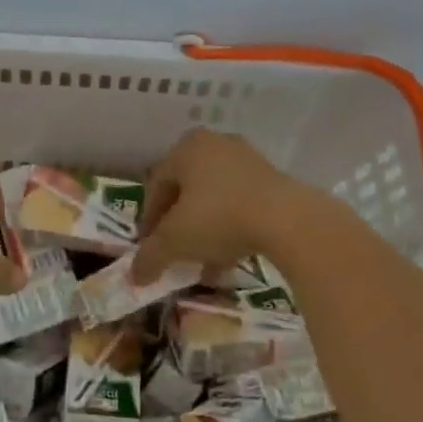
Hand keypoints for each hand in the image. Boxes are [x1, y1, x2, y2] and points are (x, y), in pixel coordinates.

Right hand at [132, 129, 321, 283]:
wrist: (288, 219)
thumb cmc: (219, 218)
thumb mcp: (175, 241)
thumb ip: (150, 257)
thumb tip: (134, 276)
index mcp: (186, 148)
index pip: (156, 185)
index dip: (148, 220)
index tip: (149, 248)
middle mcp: (214, 145)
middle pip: (186, 191)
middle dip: (178, 226)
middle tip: (174, 252)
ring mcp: (247, 159)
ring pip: (214, 199)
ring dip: (204, 231)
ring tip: (202, 264)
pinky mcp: (272, 178)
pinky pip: (240, 204)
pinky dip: (229, 228)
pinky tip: (228, 259)